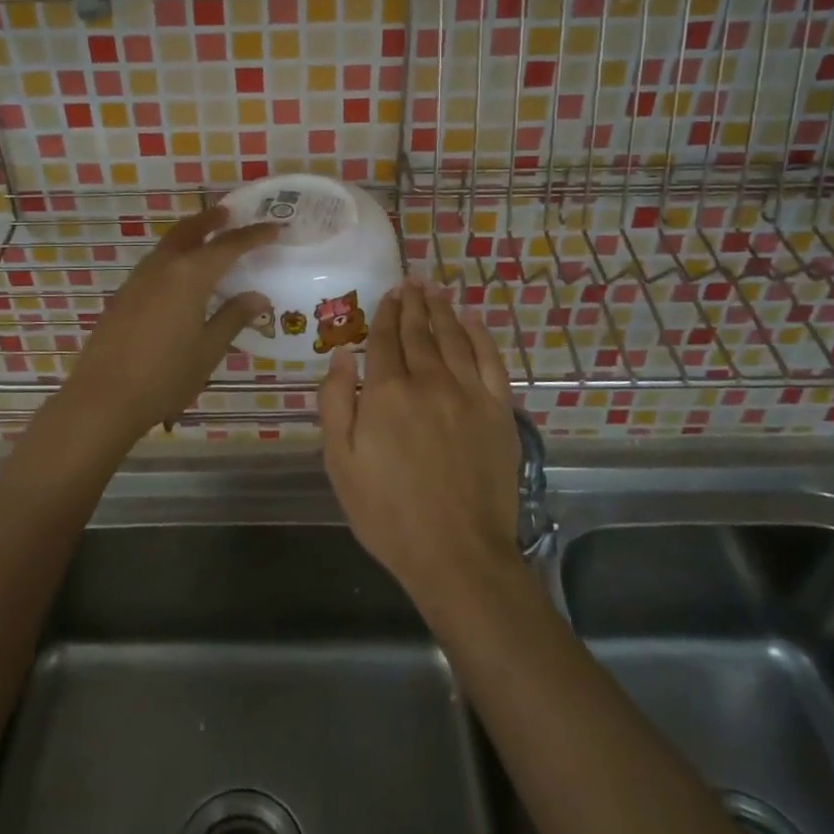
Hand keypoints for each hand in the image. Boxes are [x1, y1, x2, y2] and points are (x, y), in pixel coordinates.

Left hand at [51, 205, 278, 450]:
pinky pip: (155, 264)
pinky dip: (174, 256)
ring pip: (168, 245)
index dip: (253, 236)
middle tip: (230, 214)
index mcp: (188, 276)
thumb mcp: (208, 350)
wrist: (102, 398)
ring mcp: (137, 280)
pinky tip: (180, 277)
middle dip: (211, 221)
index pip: (227, 246)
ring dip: (190, 236)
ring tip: (208, 241)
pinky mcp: (123, 296)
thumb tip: (258, 297)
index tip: (274, 228)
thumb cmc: (164, 377)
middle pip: (189, 231)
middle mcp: (162, 268)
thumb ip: (233, 318)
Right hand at [319, 278, 522, 607]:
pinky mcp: (498, 409)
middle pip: (418, 331)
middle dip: (412, 303)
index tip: (387, 294)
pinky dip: (480, 335)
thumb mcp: (340, 463)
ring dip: (442, 310)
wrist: (456, 552)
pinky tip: (471, 320)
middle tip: (411, 281)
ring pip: (452, 337)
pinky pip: (490, 359)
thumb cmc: (387, 512)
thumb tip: (341, 355)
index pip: (383, 339)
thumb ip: (335, 403)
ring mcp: (467, 392)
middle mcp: (427, 380)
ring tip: (435, 290)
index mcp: (386, 392)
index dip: (384, 313)